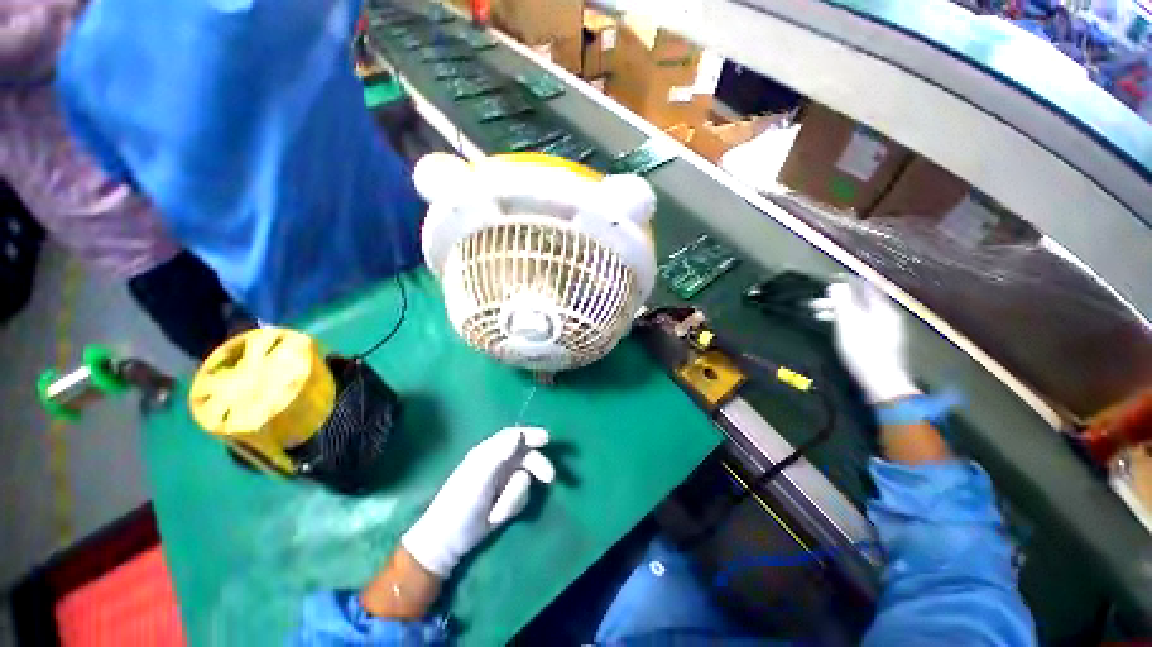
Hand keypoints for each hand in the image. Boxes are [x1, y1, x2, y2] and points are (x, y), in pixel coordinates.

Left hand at [401, 427, 554, 576]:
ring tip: (500, 513)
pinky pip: (521, 495)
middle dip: (538, 465)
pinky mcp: (505, 498)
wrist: (447, 542)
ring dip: (517, 495)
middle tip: (550, 478)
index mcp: (488, 451)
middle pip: (526, 455)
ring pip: (524, 477)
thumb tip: (519, 434)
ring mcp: (502, 480)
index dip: (531, 434)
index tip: (547, 439)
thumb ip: (498, 453)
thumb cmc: (460, 504)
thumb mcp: (479, 477)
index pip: (514, 435)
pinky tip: (498, 516)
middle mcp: (498, 462)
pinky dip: (513, 505)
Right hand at [817, 279, 919, 403]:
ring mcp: (885, 330)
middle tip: (814, 305)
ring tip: (818, 317)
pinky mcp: (880, 343)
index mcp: (882, 309)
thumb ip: (842, 302)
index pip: (866, 287)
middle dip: (837, 301)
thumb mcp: (848, 323)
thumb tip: (835, 284)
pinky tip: (835, 329)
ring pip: (859, 314)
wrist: (881, 382)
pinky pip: (861, 324)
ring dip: (838, 312)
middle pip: (860, 302)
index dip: (848, 282)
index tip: (829, 280)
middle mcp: (886, 316)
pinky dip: (846, 322)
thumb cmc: (863, 349)